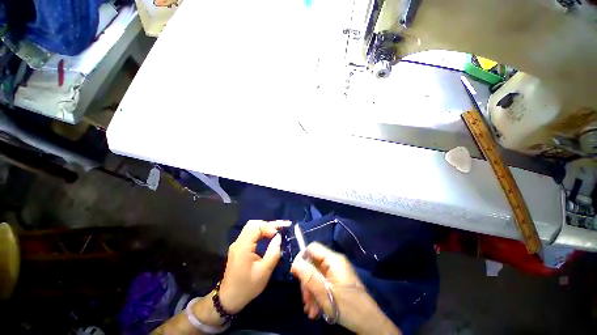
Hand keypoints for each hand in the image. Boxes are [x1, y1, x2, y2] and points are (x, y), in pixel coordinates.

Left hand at [219, 220, 288, 313]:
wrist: (229, 299)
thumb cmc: (247, 287)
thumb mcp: (264, 272)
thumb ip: (273, 252)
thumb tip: (279, 237)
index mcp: (243, 246)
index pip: (256, 227)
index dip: (269, 227)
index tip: (279, 234)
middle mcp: (239, 242)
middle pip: (253, 224)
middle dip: (268, 225)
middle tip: (280, 229)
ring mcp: (238, 244)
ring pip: (252, 227)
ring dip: (265, 228)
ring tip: (277, 231)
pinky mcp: (239, 247)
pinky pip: (251, 234)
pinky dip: (261, 232)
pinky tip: (269, 237)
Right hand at [291, 242, 399, 334]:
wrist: (369, 324)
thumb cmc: (348, 307)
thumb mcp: (325, 293)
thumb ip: (309, 276)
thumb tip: (295, 262)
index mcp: (333, 260)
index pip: (312, 248)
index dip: (302, 258)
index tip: (295, 275)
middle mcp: (334, 263)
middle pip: (313, 264)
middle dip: (306, 282)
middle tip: (305, 301)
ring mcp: (336, 273)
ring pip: (316, 276)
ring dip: (311, 292)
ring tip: (311, 311)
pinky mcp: (337, 282)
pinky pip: (322, 283)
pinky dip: (317, 295)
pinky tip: (316, 311)